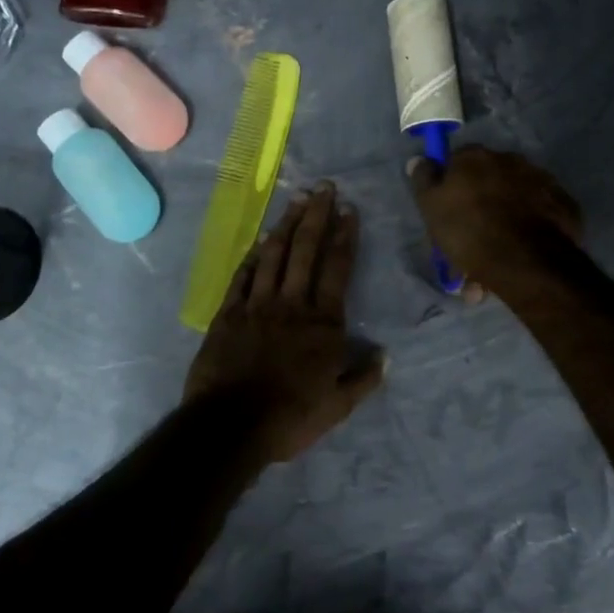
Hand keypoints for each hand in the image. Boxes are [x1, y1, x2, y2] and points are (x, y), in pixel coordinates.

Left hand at [184, 182, 386, 463]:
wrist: (230, 425)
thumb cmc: (290, 417)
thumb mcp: (338, 407)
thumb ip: (362, 379)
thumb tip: (385, 356)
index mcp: (323, 323)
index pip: (338, 269)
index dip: (345, 236)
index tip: (350, 210)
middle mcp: (292, 303)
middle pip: (306, 250)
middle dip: (318, 216)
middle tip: (324, 187)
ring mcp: (257, 304)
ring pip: (274, 255)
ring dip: (287, 225)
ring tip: (297, 200)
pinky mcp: (228, 313)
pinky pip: (242, 275)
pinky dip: (252, 255)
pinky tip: (259, 239)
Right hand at [407, 146, 582, 293]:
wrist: (526, 262)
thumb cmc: (469, 230)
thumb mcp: (431, 207)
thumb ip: (423, 179)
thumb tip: (419, 159)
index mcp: (476, 157)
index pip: (457, 163)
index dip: (450, 188)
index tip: (447, 214)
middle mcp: (511, 160)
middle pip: (488, 183)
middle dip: (478, 211)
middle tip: (469, 246)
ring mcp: (542, 181)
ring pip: (513, 203)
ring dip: (502, 225)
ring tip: (493, 264)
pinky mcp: (564, 206)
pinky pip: (539, 216)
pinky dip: (528, 231)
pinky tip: (520, 255)